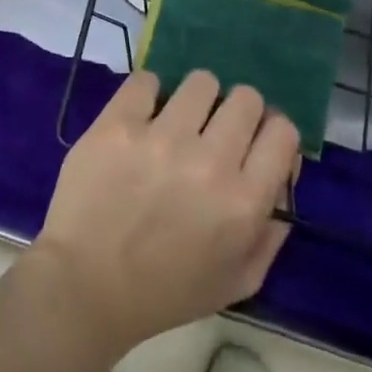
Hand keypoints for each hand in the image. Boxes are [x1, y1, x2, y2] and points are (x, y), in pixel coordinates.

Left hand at [30, 69, 299, 355]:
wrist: (87, 285)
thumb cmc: (166, 291)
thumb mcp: (238, 281)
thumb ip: (271, 229)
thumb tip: (285, 172)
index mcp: (243, 203)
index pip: (282, 131)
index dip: (270, 131)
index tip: (253, 141)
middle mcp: (209, 162)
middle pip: (245, 98)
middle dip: (236, 111)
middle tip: (214, 131)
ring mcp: (161, 138)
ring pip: (201, 82)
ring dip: (195, 100)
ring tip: (177, 121)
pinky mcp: (118, 124)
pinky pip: (146, 80)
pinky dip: (148, 93)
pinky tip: (142, 116)